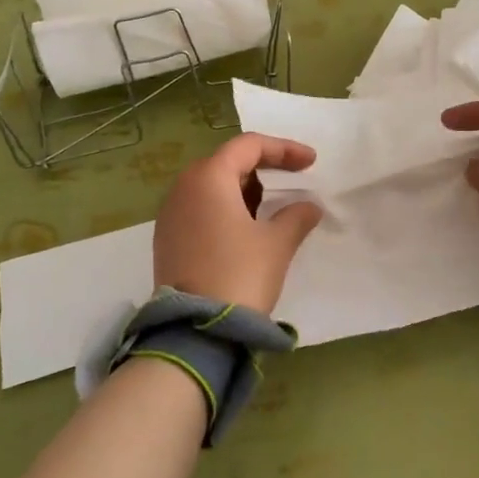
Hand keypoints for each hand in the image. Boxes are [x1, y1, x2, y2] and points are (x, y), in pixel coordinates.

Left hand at [153, 134, 324, 312]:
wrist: (195, 331)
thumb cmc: (240, 275)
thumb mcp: (277, 243)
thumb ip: (297, 216)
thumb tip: (308, 207)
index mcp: (208, 178)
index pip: (248, 146)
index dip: (284, 149)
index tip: (311, 163)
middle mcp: (183, 188)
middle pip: (227, 162)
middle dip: (263, 167)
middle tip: (293, 179)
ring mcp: (170, 214)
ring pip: (212, 186)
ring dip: (244, 189)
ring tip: (272, 206)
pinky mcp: (167, 239)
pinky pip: (200, 208)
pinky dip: (226, 208)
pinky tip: (246, 229)